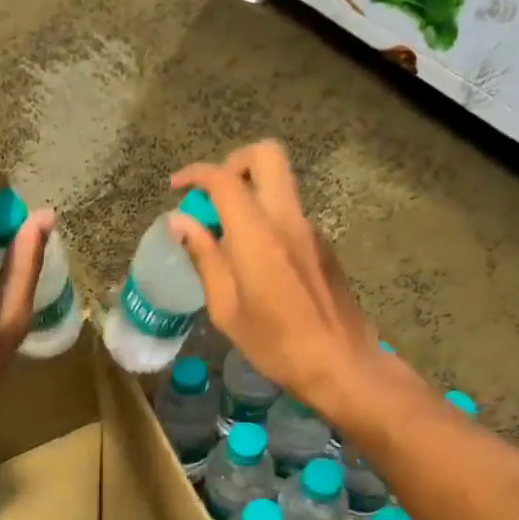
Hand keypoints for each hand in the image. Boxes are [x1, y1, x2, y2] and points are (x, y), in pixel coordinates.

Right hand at [168, 142, 384, 416]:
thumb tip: (180, 222)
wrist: (341, 364)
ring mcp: (312, 230)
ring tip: (229, 238)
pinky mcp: (324, 246)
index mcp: (257, 234)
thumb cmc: (276, 343)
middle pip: (267, 155)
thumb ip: (204, 258)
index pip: (224, 179)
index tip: (177, 188)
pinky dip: (268, 220)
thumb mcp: (226, 308)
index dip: (196, 174)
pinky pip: (291, 215)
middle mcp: (288, 219)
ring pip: (281, 185)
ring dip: (252, 194)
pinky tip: (258, 263)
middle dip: (234, 163)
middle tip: (214, 195)